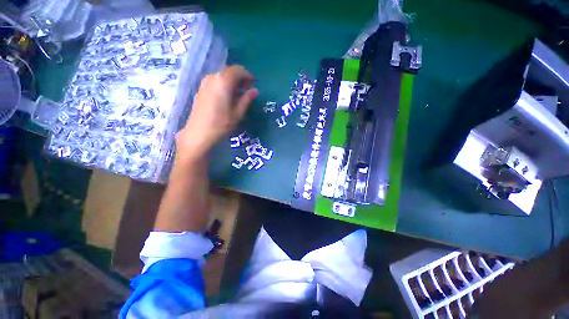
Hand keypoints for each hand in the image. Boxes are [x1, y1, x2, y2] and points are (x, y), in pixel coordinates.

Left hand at [176, 65, 257, 160]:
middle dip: (239, 78)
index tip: (253, 84)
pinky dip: (223, 85)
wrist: (199, 133)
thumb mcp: (238, 112)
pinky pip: (215, 81)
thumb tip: (255, 90)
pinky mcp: (200, 90)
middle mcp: (212, 77)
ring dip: (231, 82)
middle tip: (247, 90)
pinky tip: (227, 97)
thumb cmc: (222, 124)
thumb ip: (247, 99)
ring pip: (221, 76)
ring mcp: (204, 83)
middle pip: (229, 71)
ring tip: (238, 95)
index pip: (238, 70)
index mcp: (223, 81)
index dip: (247, 75)